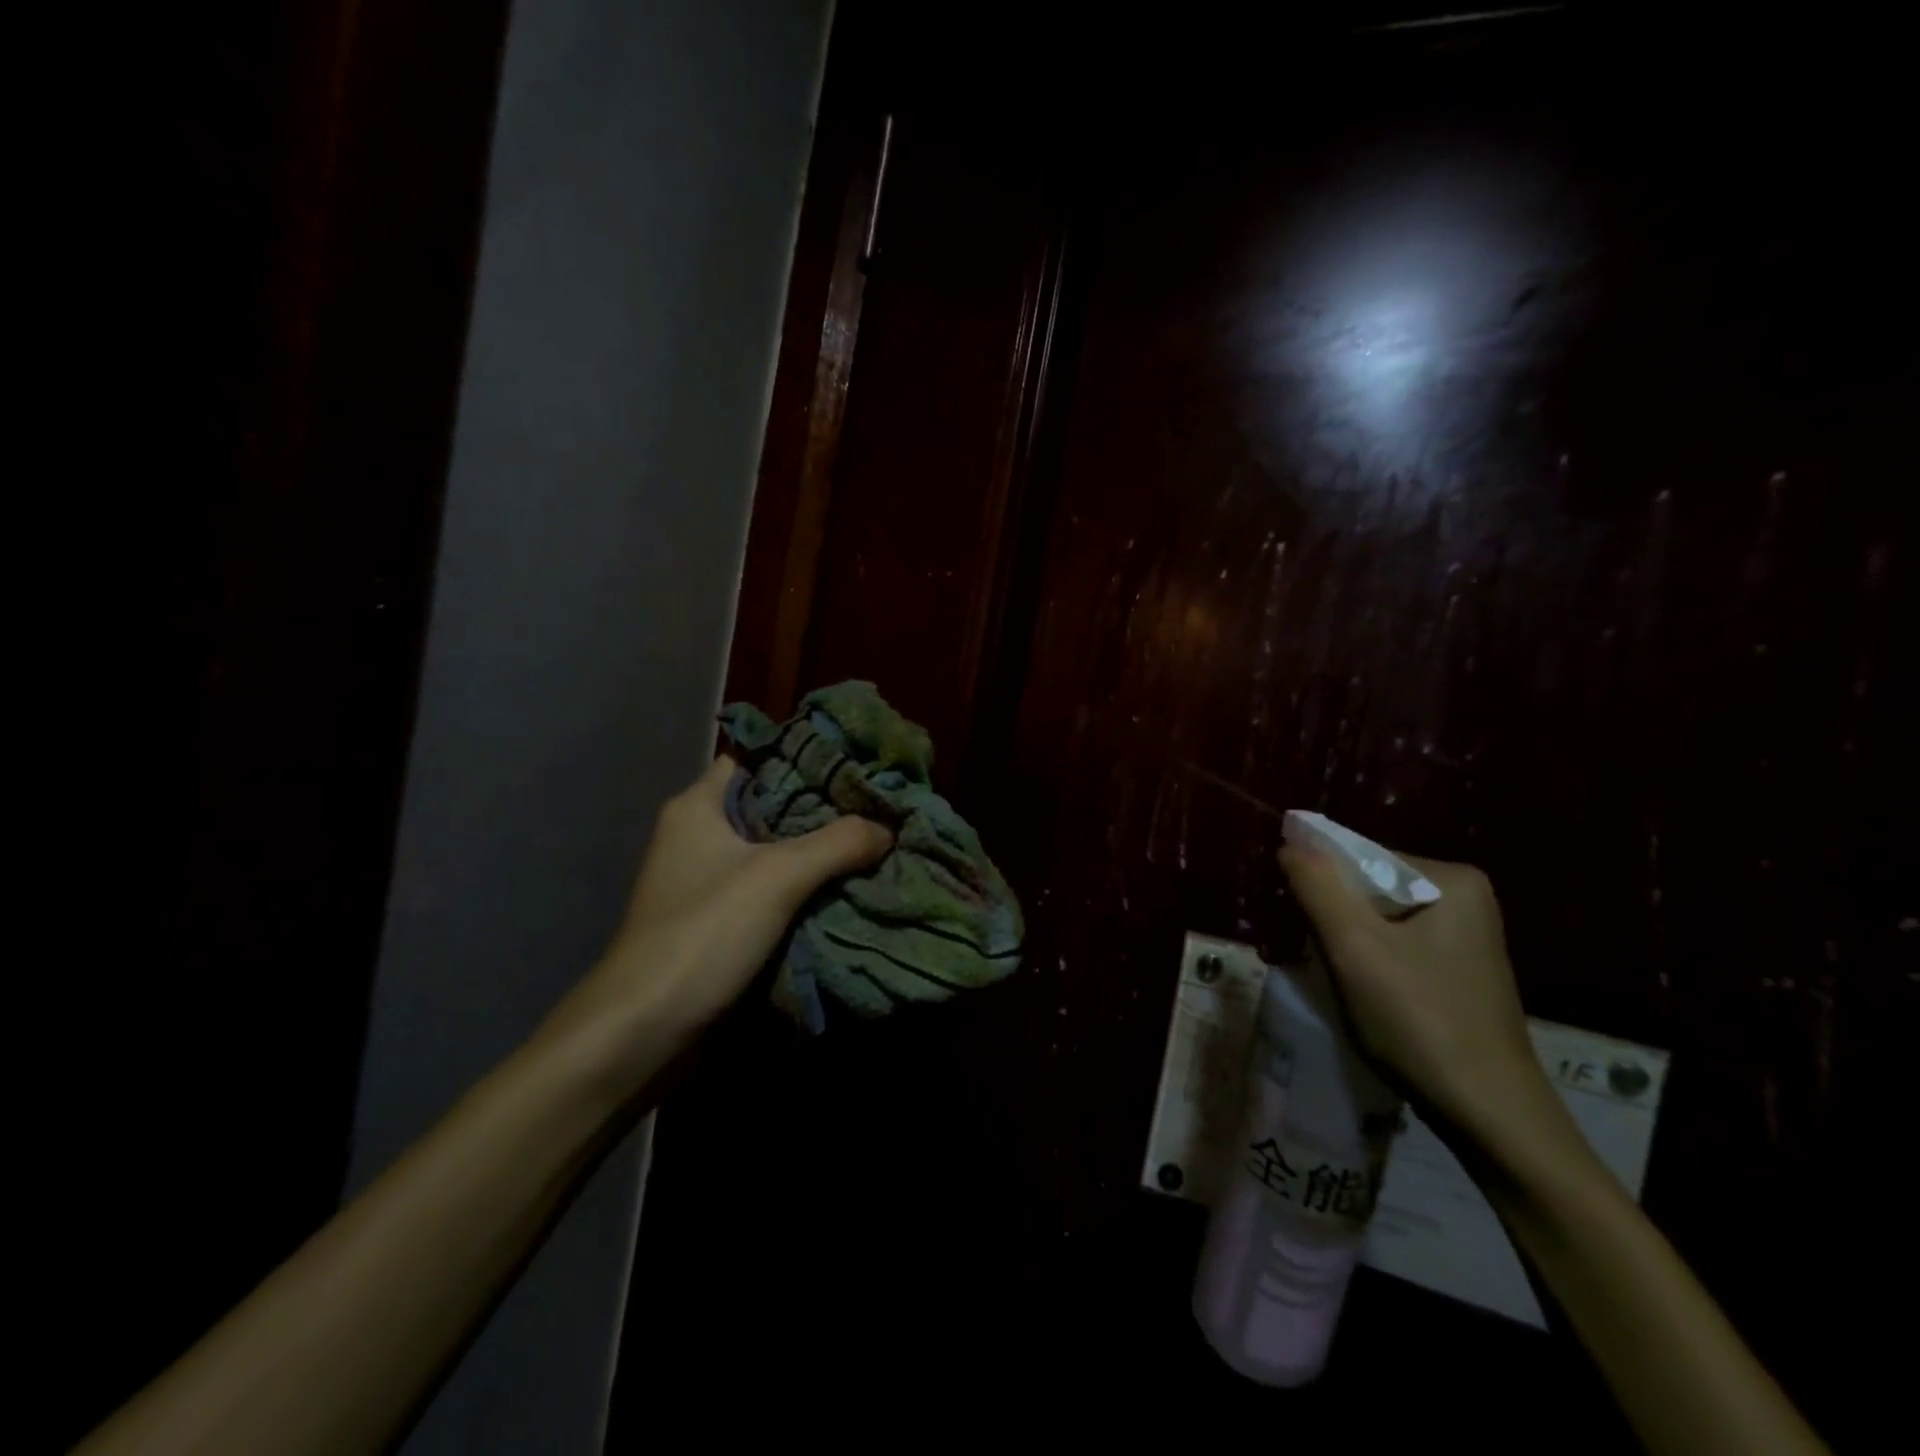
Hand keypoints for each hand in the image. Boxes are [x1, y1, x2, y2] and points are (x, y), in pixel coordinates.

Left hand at [538, 757, 892, 1090]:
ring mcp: (710, 880)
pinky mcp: (721, 920)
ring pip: (776, 850)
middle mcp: (701, 835)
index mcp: (699, 807)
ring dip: (820, 850)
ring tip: (877, 838)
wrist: (645, 1031)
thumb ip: (838, 843)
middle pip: (773, 804)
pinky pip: (773, 888)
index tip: (856, 759)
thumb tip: (889, 826)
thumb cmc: (703, 933)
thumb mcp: (777, 877)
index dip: (804, 754)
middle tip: (879, 802)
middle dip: (824, 806)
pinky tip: (850, 884)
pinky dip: (807, 886)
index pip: (757, 757)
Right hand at [1278, 845, 1549, 1134]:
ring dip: (1345, 941)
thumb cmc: (1419, 1021)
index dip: (1319, 884)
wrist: (1491, 1117)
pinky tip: (1360, 992)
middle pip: (1370, 887)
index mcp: (1451, 879)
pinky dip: (1368, 960)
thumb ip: (1317, 886)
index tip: (1296, 922)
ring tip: (1331, 976)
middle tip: (1308, 953)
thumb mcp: (1354, 947)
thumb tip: (1290, 843)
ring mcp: (1466, 936)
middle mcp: (1466, 897)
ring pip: (1379, 919)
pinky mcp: (1460, 969)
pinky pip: (1396, 944)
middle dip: (1332, 916)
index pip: (1360, 857)